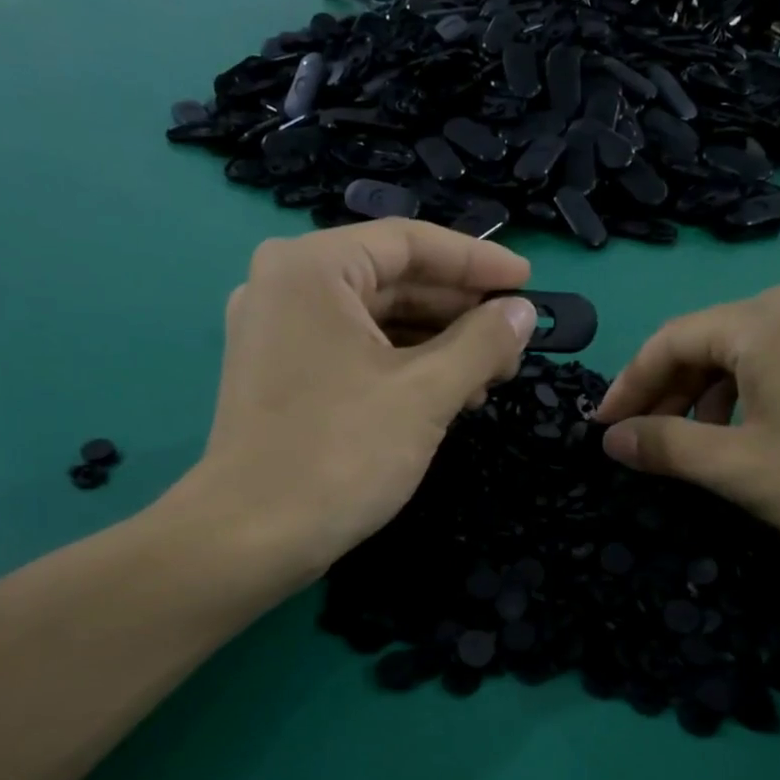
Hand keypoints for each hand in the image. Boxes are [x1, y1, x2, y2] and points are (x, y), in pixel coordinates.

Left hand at [175, 221, 536, 586]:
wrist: (250, 537)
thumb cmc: (340, 454)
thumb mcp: (425, 394)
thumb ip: (482, 343)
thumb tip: (524, 313)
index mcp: (312, 268)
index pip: (410, 243)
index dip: (478, 261)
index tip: (529, 283)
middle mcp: (286, 285)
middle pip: (393, 280)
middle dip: (460, 311)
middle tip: (515, 340)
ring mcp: (277, 331)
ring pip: (375, 320)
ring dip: (437, 344)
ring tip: (489, 377)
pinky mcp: (280, 373)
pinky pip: (354, 350)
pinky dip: (402, 366)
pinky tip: (446, 395)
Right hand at [594, 286, 779, 588]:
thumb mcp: (739, 470)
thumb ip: (666, 446)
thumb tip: (612, 438)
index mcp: (766, 320)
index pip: (670, 340)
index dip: (628, 385)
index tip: (601, 429)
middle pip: (708, 341)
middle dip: (667, 392)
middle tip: (640, 441)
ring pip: (747, 353)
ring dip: (707, 396)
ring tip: (693, 444)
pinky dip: (750, 394)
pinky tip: (750, 433)